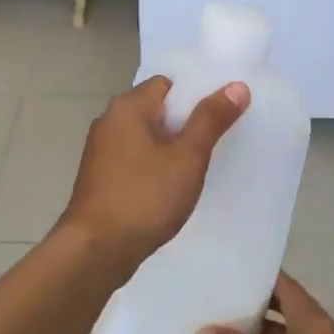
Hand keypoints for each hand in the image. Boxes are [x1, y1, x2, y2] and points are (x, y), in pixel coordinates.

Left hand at [58, 75, 248, 270]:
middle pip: (156, 109)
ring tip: (198, 166)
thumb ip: (211, 119)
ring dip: (169, 147)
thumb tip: (237, 85)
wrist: (96, 249)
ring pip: (145, 136)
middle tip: (216, 142)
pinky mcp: (99, 176)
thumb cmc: (145, 197)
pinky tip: (170, 187)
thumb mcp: (187, 157)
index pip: (167, 83)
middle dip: (185, 123)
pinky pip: (134, 159)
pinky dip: (153, 166)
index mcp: (127, 107)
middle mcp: (109, 120)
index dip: (195, 94)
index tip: (220, 114)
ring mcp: (100, 150)